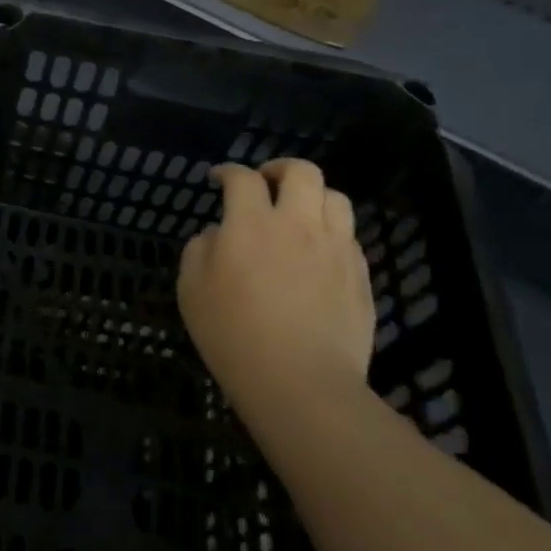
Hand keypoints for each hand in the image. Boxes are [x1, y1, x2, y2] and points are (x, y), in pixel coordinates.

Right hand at [178, 159, 375, 423]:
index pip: (242, 178)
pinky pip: (349, 236)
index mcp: (250, 223)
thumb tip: (218, 234)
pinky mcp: (359, 275)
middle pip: (301, 172)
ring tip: (298, 214)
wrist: (299, 382)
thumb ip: (200, 248)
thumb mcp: (191, 288)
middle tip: (265, 183)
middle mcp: (297, 225)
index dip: (228, 171)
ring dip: (312, 197)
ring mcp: (334, 249)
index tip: (218, 179)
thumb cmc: (232, 334)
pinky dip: (330, 232)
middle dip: (279, 168)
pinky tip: (316, 253)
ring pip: (335, 197)